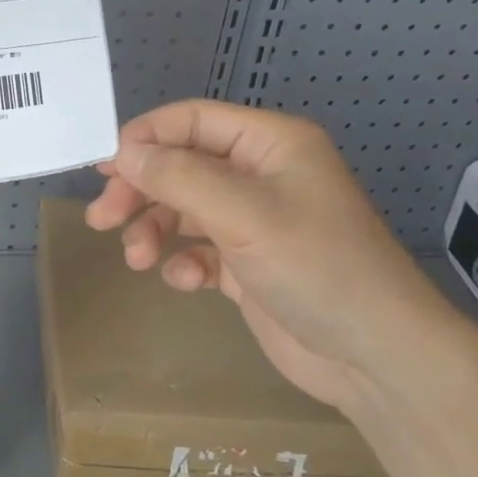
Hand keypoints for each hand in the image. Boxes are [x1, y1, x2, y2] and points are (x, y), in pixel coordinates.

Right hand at [84, 100, 477, 411]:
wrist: (375, 356)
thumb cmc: (316, 266)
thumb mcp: (243, 213)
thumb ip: (178, 176)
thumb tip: (124, 152)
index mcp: (270, 144)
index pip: (192, 120)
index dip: (145, 138)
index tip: (104, 167)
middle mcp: (260, 175)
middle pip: (181, 166)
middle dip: (141, 191)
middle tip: (102, 218)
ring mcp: (254, 221)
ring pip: (184, 209)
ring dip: (155, 229)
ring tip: (138, 259)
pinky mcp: (248, 265)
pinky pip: (199, 249)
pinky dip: (183, 261)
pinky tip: (184, 281)